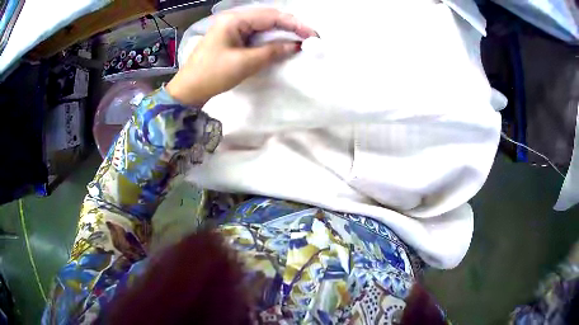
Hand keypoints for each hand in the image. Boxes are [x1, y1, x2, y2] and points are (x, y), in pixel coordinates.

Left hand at [166, 8, 315, 105]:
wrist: (189, 89)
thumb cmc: (213, 74)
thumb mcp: (245, 63)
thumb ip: (272, 51)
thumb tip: (296, 45)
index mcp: (235, 20)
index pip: (271, 16)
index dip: (294, 24)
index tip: (313, 35)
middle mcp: (234, 19)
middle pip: (268, 17)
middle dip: (290, 26)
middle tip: (309, 37)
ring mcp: (232, 27)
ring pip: (263, 25)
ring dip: (282, 31)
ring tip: (300, 38)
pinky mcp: (232, 37)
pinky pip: (255, 33)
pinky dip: (270, 38)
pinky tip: (280, 41)